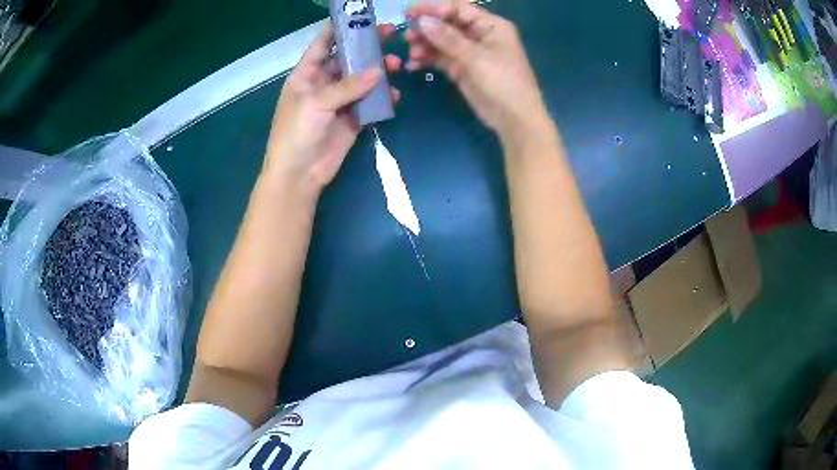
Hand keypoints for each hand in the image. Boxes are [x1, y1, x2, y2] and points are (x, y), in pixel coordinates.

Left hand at [264, 23, 401, 193]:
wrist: (299, 174)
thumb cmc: (297, 133)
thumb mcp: (316, 103)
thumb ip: (347, 86)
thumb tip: (378, 72)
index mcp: (306, 74)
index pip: (323, 44)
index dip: (340, 29)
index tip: (361, 18)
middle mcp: (323, 83)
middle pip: (347, 58)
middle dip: (367, 47)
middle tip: (390, 35)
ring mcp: (338, 101)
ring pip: (362, 79)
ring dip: (378, 71)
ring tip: (396, 66)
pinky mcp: (352, 118)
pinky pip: (370, 102)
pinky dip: (382, 97)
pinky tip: (394, 94)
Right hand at [405, 1, 547, 139]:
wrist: (514, 119)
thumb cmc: (503, 82)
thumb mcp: (476, 57)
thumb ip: (448, 38)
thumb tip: (422, 20)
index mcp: (490, 25)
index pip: (459, 8)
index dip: (435, 8)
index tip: (411, 12)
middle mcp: (479, 35)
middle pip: (447, 23)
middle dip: (427, 27)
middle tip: (407, 35)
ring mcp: (470, 52)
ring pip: (441, 41)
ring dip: (424, 44)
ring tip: (411, 53)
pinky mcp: (462, 69)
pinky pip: (440, 58)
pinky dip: (427, 59)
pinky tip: (413, 65)